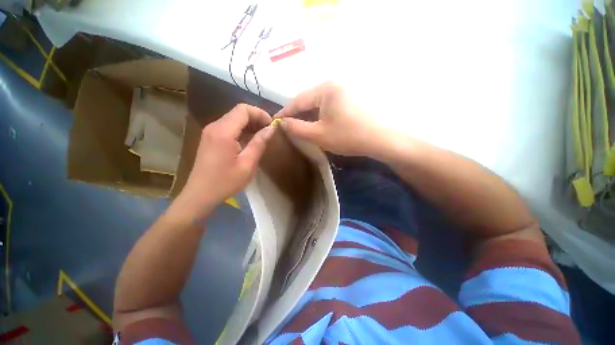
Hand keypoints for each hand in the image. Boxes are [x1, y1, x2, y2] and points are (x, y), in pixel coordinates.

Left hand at [175, 104, 274, 219]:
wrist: (200, 194)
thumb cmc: (225, 181)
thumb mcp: (247, 164)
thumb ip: (259, 144)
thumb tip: (271, 129)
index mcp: (223, 132)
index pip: (243, 109)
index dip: (260, 114)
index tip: (271, 125)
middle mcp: (214, 127)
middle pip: (238, 112)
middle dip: (256, 118)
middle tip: (269, 131)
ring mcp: (210, 132)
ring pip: (233, 119)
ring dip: (249, 124)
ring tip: (262, 136)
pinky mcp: (210, 138)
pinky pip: (228, 127)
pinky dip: (241, 130)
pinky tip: (249, 141)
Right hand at [275, 82, 387, 156]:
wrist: (380, 139)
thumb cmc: (348, 136)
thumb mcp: (318, 134)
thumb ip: (297, 128)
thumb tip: (282, 123)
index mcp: (325, 89)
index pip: (298, 100)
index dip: (286, 112)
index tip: (276, 121)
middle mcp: (334, 85)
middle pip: (309, 99)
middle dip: (298, 113)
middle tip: (288, 125)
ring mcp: (345, 91)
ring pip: (319, 103)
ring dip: (309, 114)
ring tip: (301, 125)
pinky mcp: (351, 99)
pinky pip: (329, 105)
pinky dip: (321, 114)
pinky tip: (318, 123)